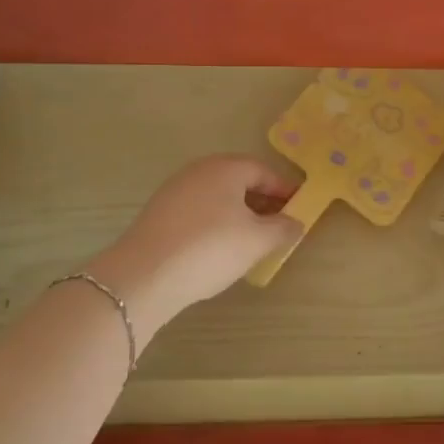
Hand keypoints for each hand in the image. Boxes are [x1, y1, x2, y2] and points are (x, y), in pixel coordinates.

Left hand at [89, 155, 300, 340]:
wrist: (144, 275)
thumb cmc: (211, 248)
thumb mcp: (257, 241)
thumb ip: (282, 228)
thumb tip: (296, 222)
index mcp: (226, 167)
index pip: (263, 171)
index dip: (284, 189)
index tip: (299, 208)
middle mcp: (199, 170)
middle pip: (238, 181)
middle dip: (261, 201)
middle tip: (278, 225)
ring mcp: (175, 190)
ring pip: (217, 196)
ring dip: (238, 213)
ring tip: (251, 240)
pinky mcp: (158, 213)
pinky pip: (198, 211)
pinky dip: (215, 223)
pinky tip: (218, 248)